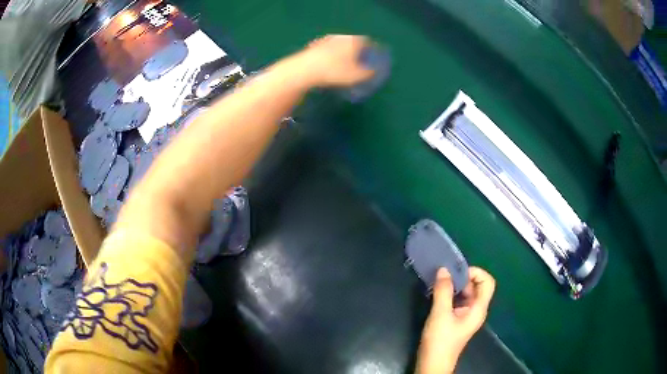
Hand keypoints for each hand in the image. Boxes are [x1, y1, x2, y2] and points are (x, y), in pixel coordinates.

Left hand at [297, 35, 376, 86]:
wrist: (304, 69)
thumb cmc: (334, 71)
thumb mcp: (356, 76)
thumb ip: (368, 72)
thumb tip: (373, 71)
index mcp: (354, 40)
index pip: (368, 42)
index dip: (372, 51)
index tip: (373, 60)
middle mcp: (341, 37)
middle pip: (353, 43)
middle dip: (358, 52)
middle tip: (360, 63)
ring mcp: (326, 40)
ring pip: (339, 45)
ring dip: (343, 53)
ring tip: (344, 65)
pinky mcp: (314, 46)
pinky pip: (328, 50)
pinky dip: (331, 56)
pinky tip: (329, 66)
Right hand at [416, 267, 495, 373]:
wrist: (432, 363)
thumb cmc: (440, 341)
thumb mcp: (440, 314)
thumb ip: (443, 291)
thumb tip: (444, 269)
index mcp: (478, 309)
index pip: (487, 282)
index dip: (476, 273)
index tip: (457, 271)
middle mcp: (476, 310)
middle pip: (477, 286)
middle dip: (463, 277)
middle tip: (445, 274)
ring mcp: (466, 315)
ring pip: (467, 293)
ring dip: (455, 285)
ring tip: (440, 281)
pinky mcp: (457, 319)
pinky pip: (458, 300)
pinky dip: (451, 293)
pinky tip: (438, 292)